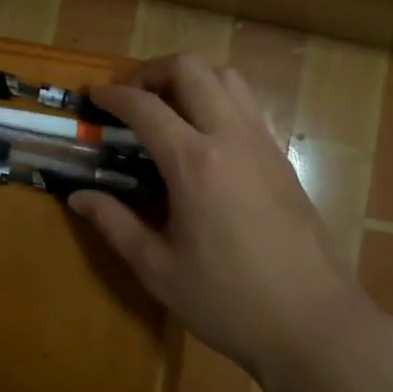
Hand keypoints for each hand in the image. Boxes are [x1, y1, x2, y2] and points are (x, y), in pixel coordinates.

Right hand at [68, 54, 371, 387]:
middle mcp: (230, 137)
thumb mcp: (159, 269)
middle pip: (191, 68)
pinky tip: (203, 136)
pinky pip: (246, 103)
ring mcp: (262, 143)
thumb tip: (79, 197)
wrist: (314, 323)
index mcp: (194, 163)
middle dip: (152, 70)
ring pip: (226, 76)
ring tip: (167, 107)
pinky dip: (217, 98)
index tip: (93, 96)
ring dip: (190, 78)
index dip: (113, 95)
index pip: (145, 106)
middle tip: (131, 96)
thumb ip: (115, 224)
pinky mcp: (282, 158)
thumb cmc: (228, 301)